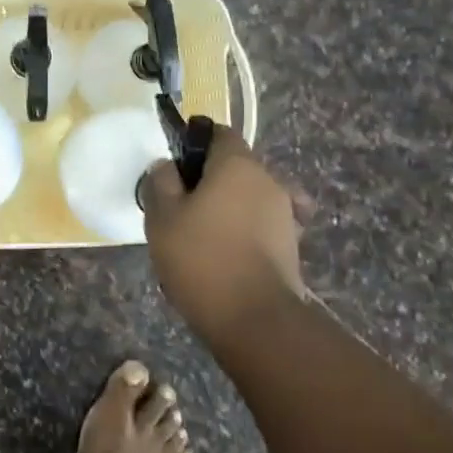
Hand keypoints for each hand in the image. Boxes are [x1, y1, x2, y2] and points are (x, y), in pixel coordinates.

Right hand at [140, 128, 304, 337]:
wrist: (254, 319)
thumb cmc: (202, 258)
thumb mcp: (162, 217)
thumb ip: (161, 183)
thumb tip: (166, 166)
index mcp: (237, 164)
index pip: (218, 133)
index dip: (195, 143)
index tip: (174, 166)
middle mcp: (268, 180)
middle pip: (235, 167)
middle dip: (209, 179)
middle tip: (180, 206)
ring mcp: (285, 213)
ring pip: (249, 197)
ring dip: (227, 207)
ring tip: (199, 235)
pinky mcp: (291, 245)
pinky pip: (261, 225)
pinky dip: (244, 231)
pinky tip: (226, 252)